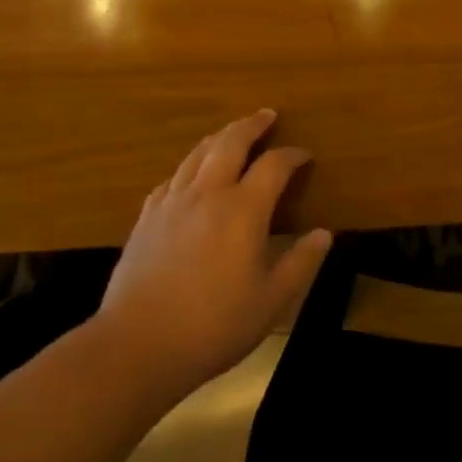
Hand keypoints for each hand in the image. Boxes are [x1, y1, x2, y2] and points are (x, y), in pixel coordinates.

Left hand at [95, 108, 332, 401]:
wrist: (137, 346)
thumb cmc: (214, 325)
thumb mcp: (272, 301)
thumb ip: (301, 262)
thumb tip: (324, 233)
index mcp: (243, 210)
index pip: (274, 165)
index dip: (293, 155)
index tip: (305, 156)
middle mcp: (207, 194)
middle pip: (230, 142)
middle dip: (252, 125)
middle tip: (267, 115)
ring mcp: (171, 203)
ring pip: (197, 153)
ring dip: (219, 137)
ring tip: (232, 133)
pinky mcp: (146, 218)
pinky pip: (172, 177)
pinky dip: (189, 166)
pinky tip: (190, 174)